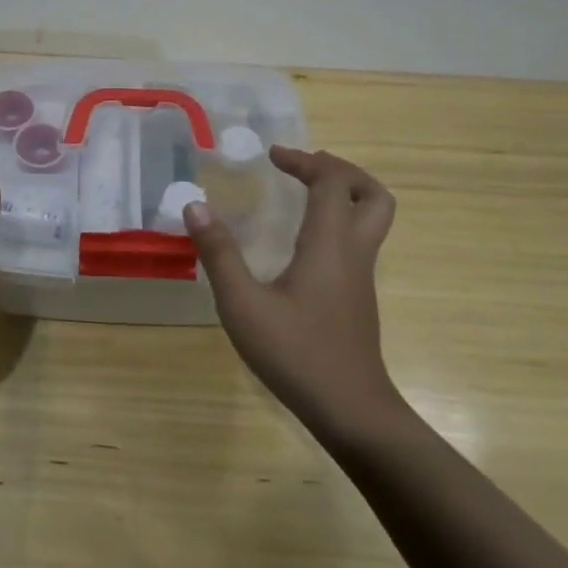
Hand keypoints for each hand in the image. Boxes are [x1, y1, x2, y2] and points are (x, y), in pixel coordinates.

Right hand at [184, 146, 400, 443]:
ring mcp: (361, 276)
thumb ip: (219, 254)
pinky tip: (302, 241)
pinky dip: (338, 221)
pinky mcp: (357, 296)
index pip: (332, 182)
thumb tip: (195, 206)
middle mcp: (354, 252)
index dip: (305, 161)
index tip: (272, 156)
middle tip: (302, 168)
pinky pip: (358, 240)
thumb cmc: (296, 354)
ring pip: (372, 218)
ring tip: (304, 194)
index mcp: (330, 244)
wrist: (351, 411)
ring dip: (344, 195)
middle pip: (371, 194)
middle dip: (340, 171)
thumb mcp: (244, 305)